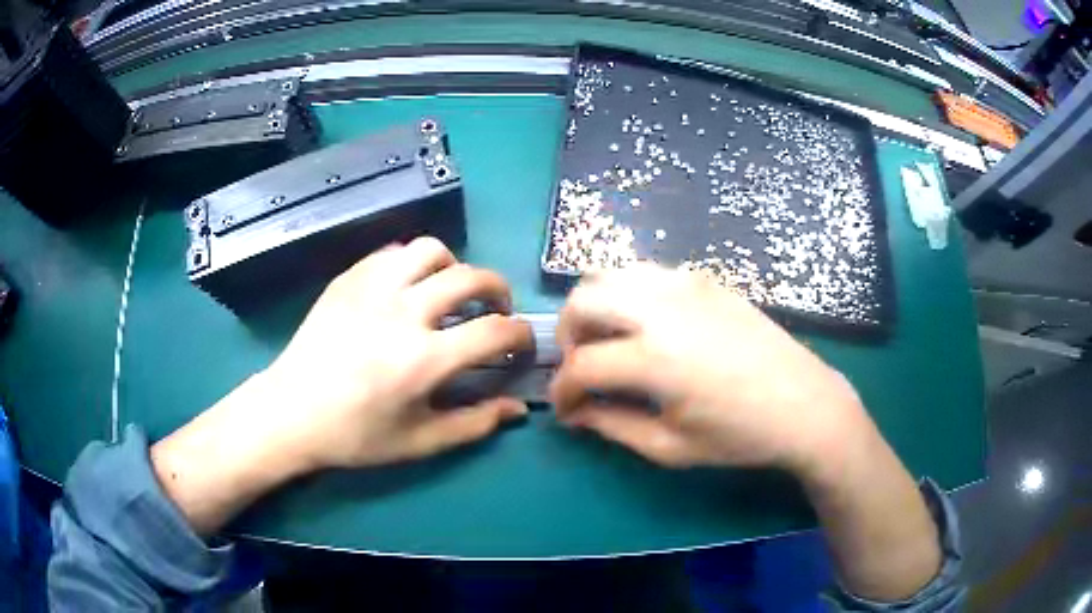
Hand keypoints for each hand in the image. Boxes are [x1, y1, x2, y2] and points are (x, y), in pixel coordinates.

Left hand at [262, 237, 533, 469]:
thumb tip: (518, 406)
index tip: (520, 344)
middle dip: (498, 290)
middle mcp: (403, 312)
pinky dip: (413, 265)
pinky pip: (393, 253)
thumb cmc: (355, 435)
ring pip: (430, 250)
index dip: (520, 335)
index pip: (495, 331)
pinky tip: (407, 289)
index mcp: (424, 359)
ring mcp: (372, 288)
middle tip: (496, 310)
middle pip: (470, 277)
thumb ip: (475, 424)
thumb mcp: (419, 442)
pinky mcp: (348, 279)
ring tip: (449, 291)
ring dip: (453, 267)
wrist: (291, 412)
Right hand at [550, 263, 869, 474]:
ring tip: (607, 341)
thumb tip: (577, 414)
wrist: (804, 405)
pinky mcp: (705, 280)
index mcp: (654, 358)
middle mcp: (662, 309)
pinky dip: (628, 293)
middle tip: (579, 368)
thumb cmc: (740, 436)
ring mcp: (686, 286)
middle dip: (566, 336)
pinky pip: (648, 273)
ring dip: (594, 307)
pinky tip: (645, 324)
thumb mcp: (671, 447)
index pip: (581, 367)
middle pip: (583, 301)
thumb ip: (613, 426)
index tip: (567, 411)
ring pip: (611, 274)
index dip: (563, 392)